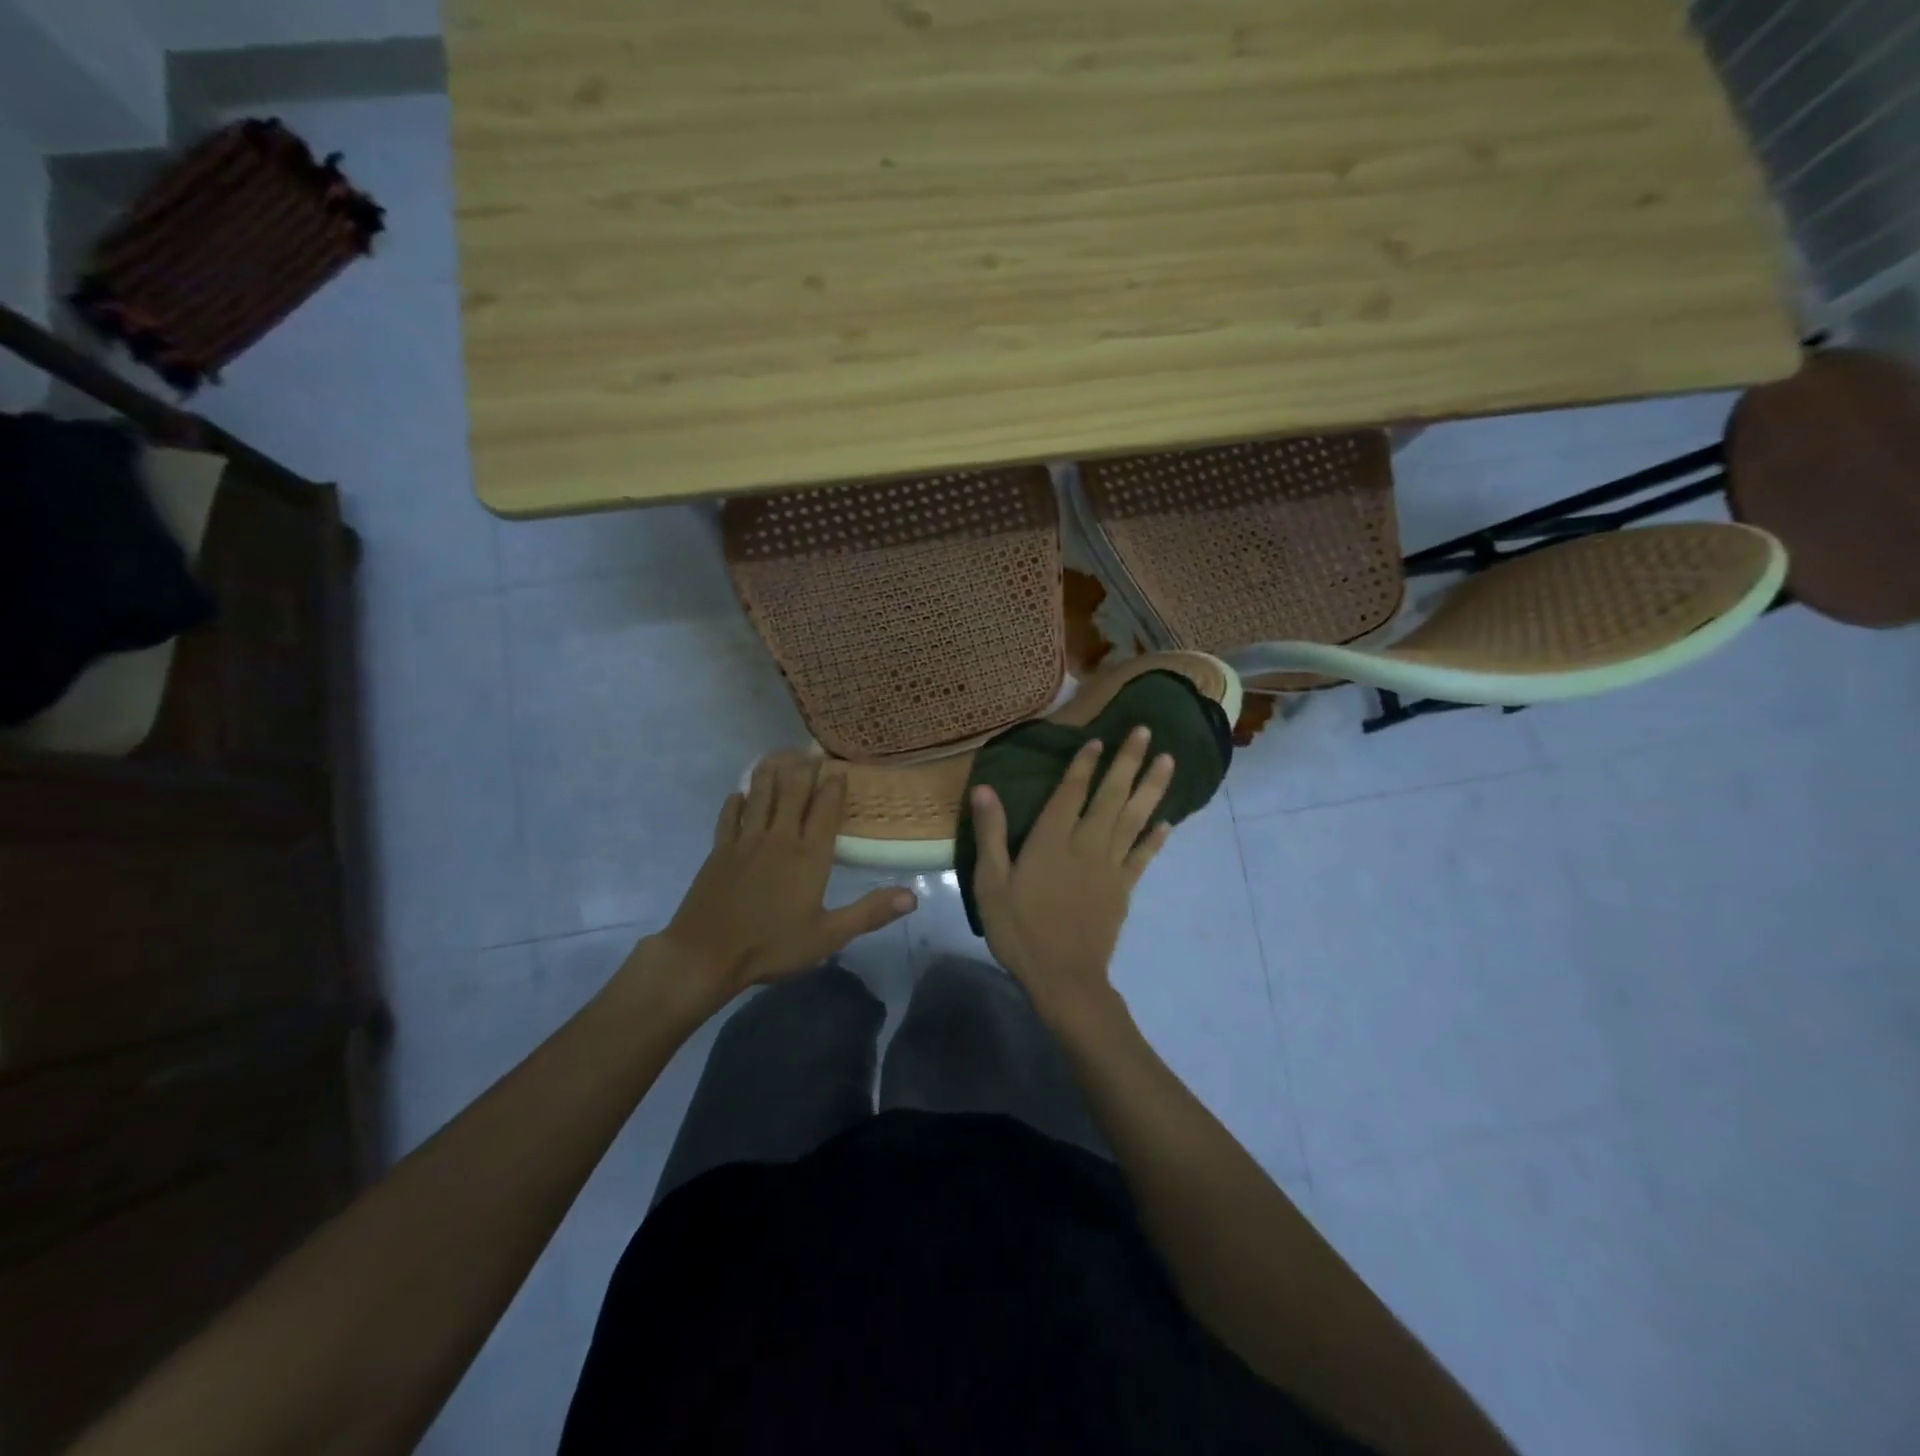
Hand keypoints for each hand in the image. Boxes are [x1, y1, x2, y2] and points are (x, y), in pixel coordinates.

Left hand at [637, 760, 916, 1005]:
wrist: (706, 955)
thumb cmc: (772, 946)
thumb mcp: (828, 936)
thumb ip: (869, 913)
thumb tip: (913, 896)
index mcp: (809, 855)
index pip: (826, 810)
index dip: (834, 786)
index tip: (839, 767)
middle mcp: (779, 838)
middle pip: (793, 793)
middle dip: (803, 769)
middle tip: (810, 750)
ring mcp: (746, 841)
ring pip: (760, 796)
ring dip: (770, 774)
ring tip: (776, 755)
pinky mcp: (720, 851)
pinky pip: (729, 817)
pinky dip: (736, 802)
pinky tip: (738, 794)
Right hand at [969, 726, 1174, 1019]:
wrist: (1063, 977)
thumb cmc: (1020, 929)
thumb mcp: (991, 883)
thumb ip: (992, 834)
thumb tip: (984, 789)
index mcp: (1051, 840)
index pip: (1071, 792)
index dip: (1084, 764)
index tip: (1099, 739)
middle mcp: (1086, 844)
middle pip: (1111, 796)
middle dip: (1128, 762)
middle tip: (1146, 731)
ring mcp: (1109, 867)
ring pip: (1134, 819)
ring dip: (1151, 788)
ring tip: (1168, 761)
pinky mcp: (1123, 889)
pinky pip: (1142, 857)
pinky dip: (1156, 838)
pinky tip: (1168, 821)